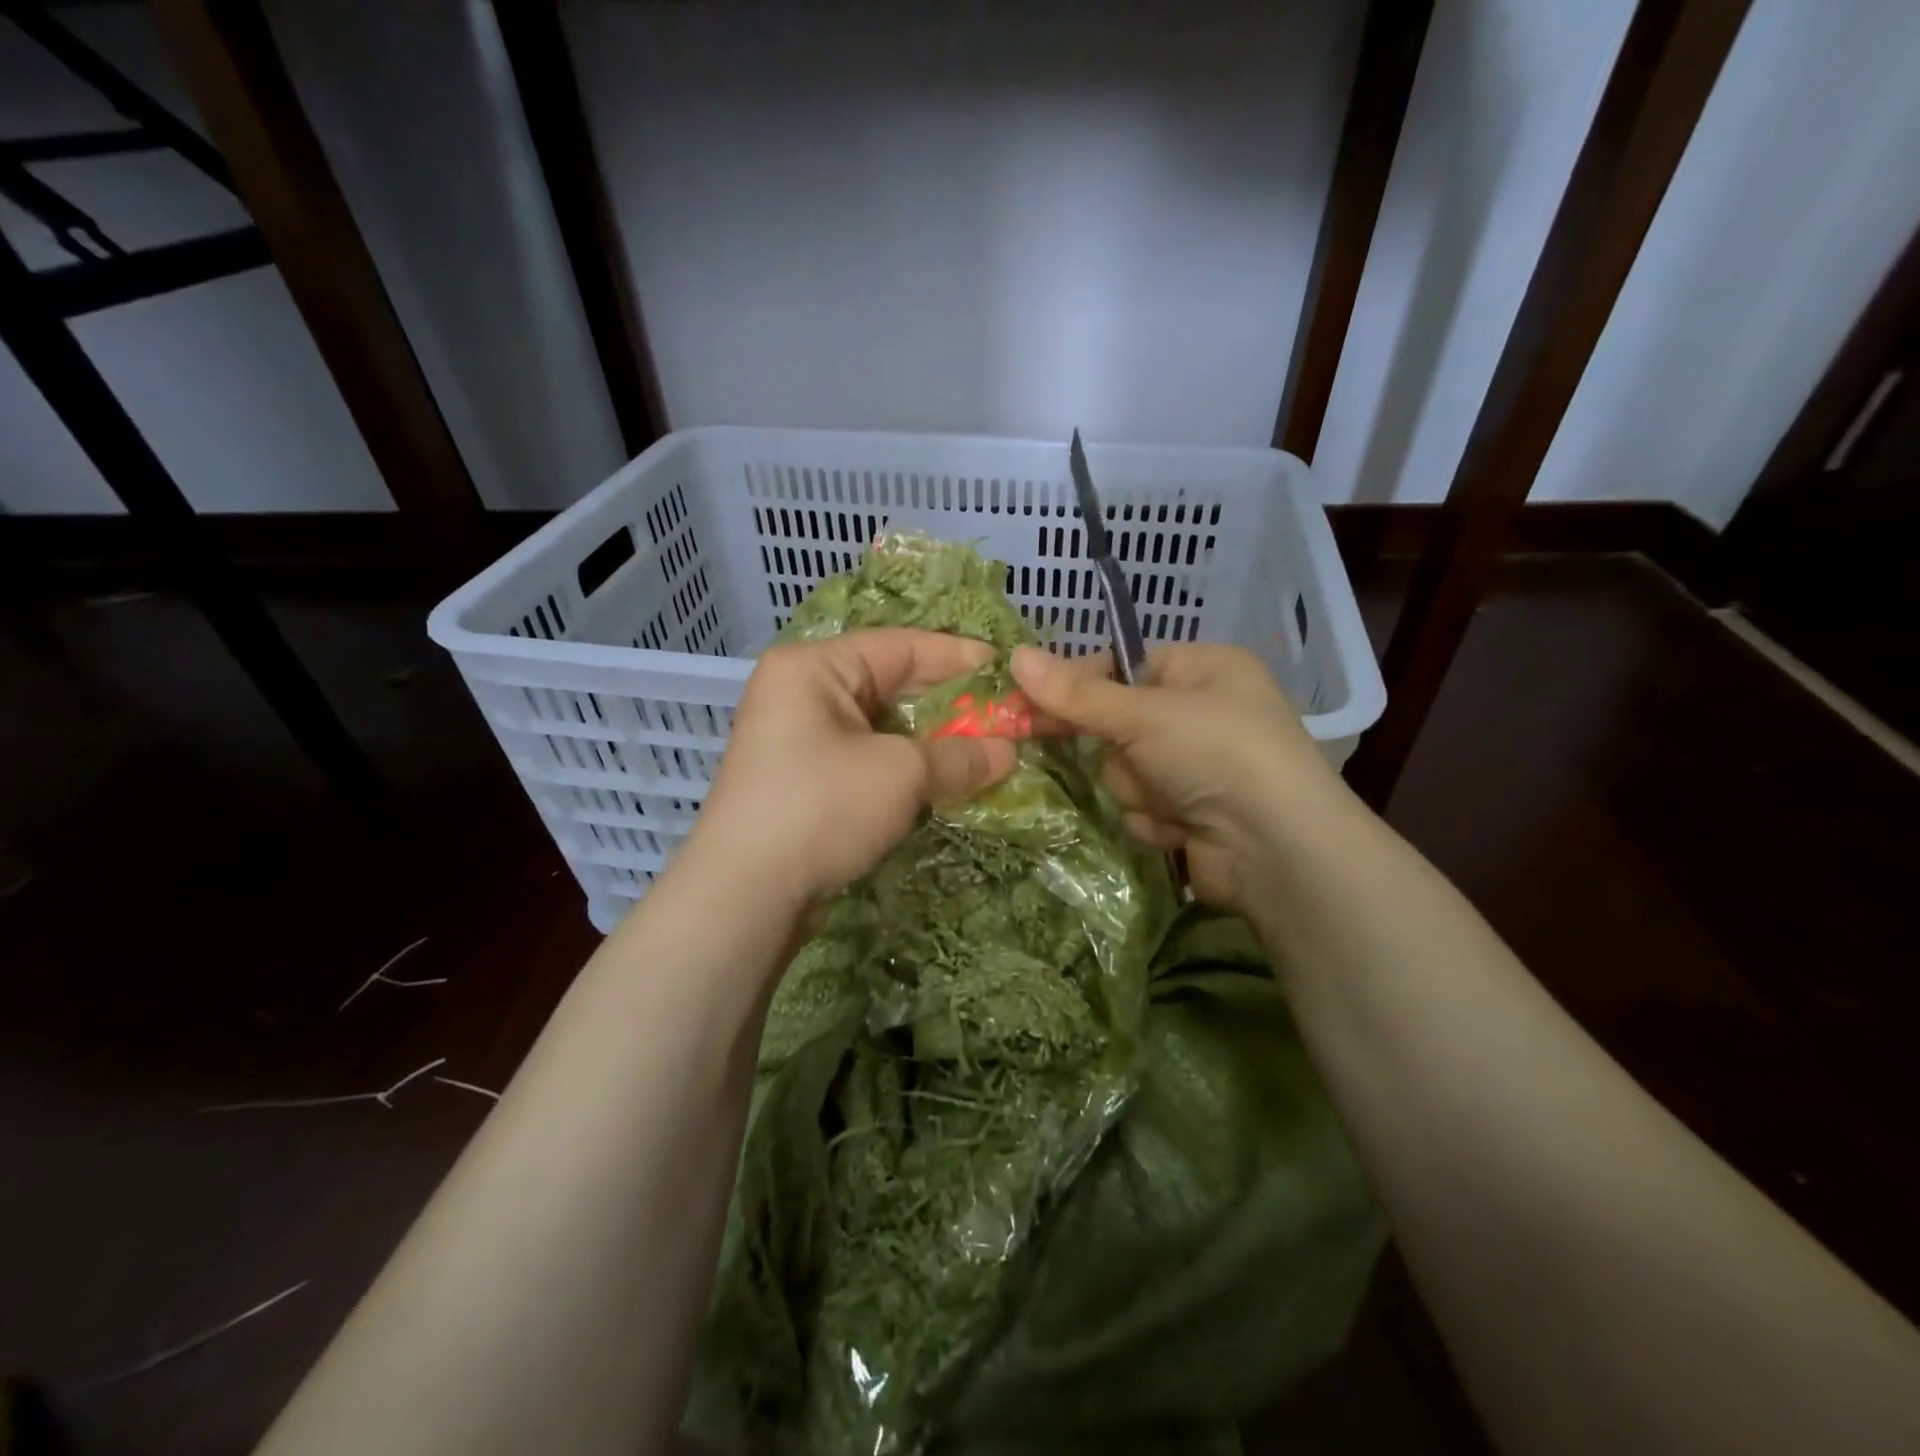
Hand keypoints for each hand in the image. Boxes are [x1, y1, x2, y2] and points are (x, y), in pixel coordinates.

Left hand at [685, 630, 1017, 914]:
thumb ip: (960, 755)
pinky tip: (944, 780)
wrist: (744, 895)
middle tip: (1003, 716)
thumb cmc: (821, 808)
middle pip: (890, 684)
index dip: (959, 658)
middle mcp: (801, 692)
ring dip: (931, 741)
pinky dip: (905, 768)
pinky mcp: (803, 780)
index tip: (1008, 671)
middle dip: (949, 705)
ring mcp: (797, 739)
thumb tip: (1008, 752)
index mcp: (814, 667)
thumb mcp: (900, 773)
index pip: (901, 646)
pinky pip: (866, 758)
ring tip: (985, 749)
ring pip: (880, 727)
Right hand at [1010, 644, 1349, 912]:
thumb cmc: (1216, 755)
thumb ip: (1076, 693)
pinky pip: (1143, 806)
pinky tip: (1183, 827)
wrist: (1277, 850)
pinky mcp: (1194, 812)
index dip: (1081, 685)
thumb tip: (1014, 655)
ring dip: (1138, 790)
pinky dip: (1156, 819)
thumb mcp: (1143, 715)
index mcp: (1204, 669)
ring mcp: (1200, 766)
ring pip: (1126, 771)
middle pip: (1118, 724)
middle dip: (1122, 753)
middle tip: (1130, 759)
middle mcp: (1204, 712)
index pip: (1122, 665)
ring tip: (1174, 799)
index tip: (1036, 705)